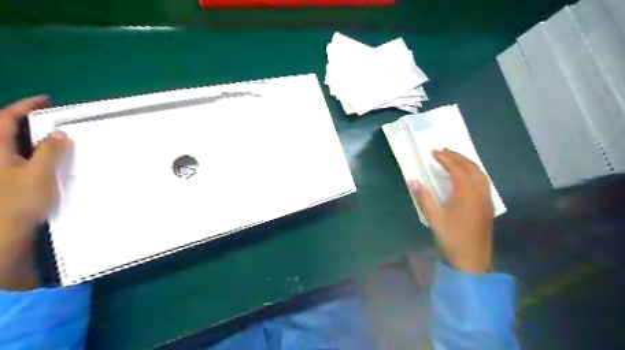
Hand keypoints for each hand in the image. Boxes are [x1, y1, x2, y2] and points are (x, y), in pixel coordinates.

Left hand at [0, 97, 69, 290]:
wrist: (4, 233)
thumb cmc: (18, 201)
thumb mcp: (38, 174)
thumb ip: (49, 152)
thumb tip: (59, 133)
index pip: (5, 121)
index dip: (24, 107)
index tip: (46, 101)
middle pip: (9, 133)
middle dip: (30, 123)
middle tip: (55, 121)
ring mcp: (5, 172)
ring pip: (19, 148)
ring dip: (38, 140)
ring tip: (60, 140)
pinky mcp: (12, 183)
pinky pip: (26, 162)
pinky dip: (40, 156)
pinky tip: (55, 162)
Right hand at [408, 147, 495, 273]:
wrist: (472, 259)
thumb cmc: (451, 238)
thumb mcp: (434, 218)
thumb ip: (424, 198)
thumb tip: (413, 181)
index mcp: (465, 194)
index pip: (457, 169)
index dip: (445, 159)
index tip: (434, 152)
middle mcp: (479, 192)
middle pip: (470, 167)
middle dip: (457, 156)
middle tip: (443, 151)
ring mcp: (486, 199)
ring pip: (480, 173)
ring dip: (467, 162)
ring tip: (454, 159)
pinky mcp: (487, 205)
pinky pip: (484, 181)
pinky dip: (474, 172)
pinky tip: (467, 175)